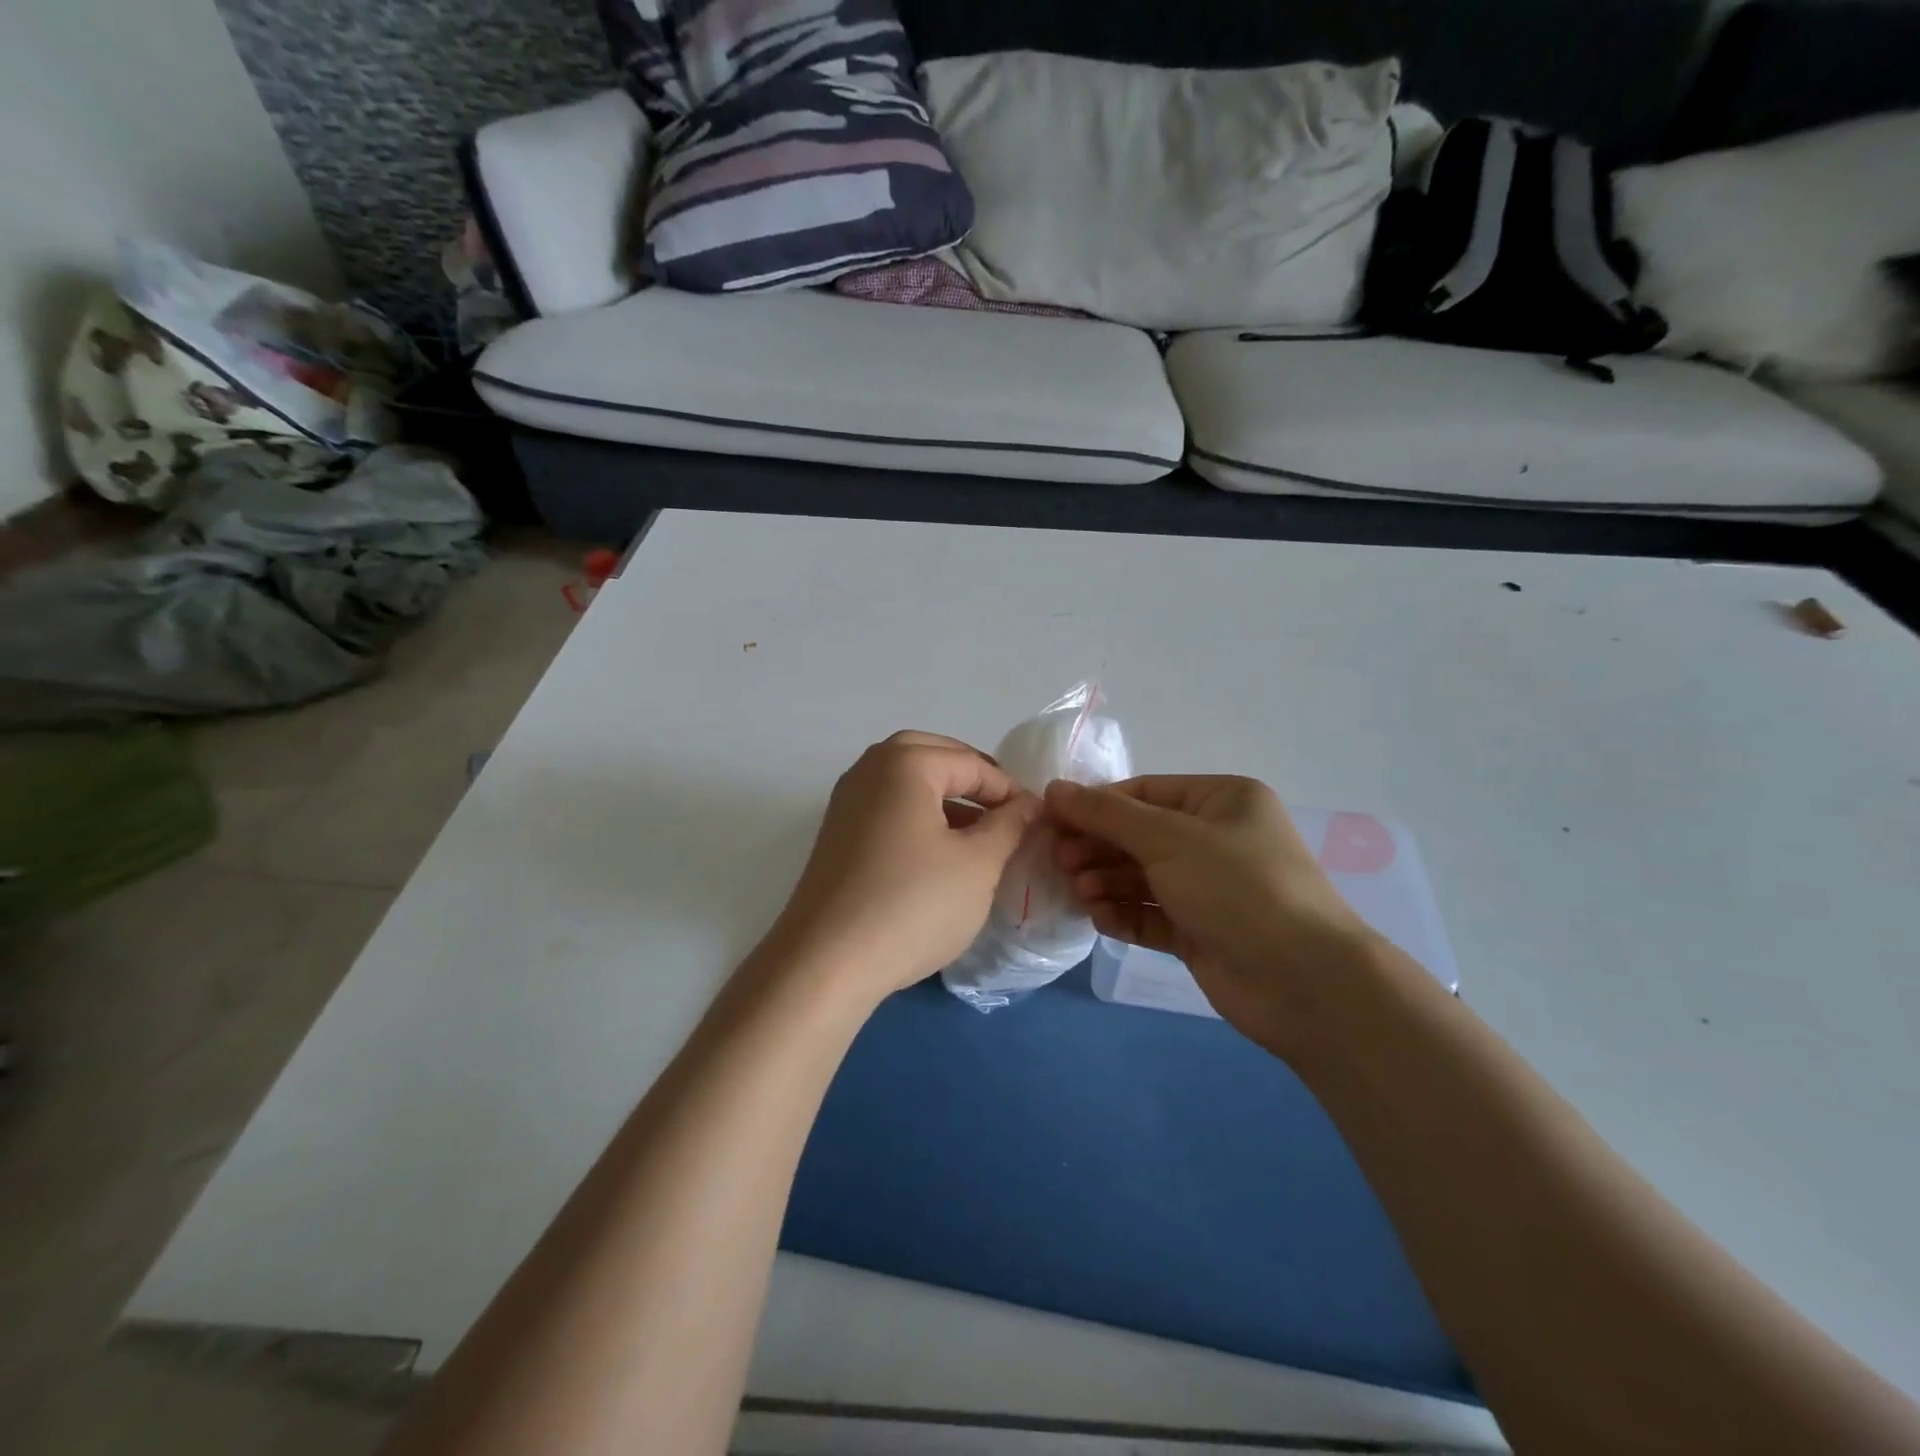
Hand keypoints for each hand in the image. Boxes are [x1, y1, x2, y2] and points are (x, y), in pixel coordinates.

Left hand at [768, 732, 1039, 1005]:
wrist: (826, 963)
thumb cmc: (912, 905)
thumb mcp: (977, 865)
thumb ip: (1009, 825)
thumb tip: (1027, 803)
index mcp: (905, 763)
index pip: (972, 763)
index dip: (1009, 790)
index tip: (1036, 821)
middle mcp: (869, 769)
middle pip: (932, 757)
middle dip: (972, 780)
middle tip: (1003, 812)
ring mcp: (846, 802)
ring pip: (906, 782)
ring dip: (944, 798)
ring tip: (978, 836)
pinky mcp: (836, 835)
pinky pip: (887, 808)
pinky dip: (917, 817)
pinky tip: (938, 856)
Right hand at [1046, 776, 1375, 1044]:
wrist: (1302, 981)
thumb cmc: (1237, 887)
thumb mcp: (1169, 838)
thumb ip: (1107, 814)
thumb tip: (1055, 788)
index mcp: (1220, 801)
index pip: (1144, 793)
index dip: (1096, 806)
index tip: (1052, 821)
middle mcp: (1215, 839)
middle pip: (1139, 835)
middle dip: (1099, 848)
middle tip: (1061, 863)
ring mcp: (1209, 888)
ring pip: (1142, 876)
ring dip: (1107, 882)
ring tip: (1081, 893)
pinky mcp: (1201, 931)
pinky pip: (1152, 914)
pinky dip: (1125, 914)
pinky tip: (1102, 919)